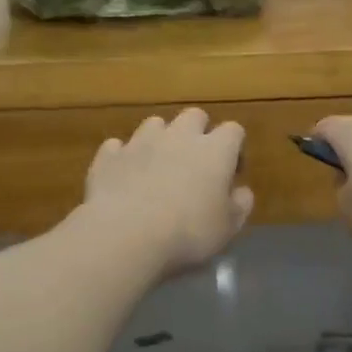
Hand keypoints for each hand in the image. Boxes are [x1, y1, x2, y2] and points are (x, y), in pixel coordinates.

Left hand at [80, 110, 253, 279]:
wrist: (125, 235)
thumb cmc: (188, 233)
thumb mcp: (228, 228)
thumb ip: (240, 205)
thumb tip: (242, 191)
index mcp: (215, 150)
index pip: (234, 130)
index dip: (235, 148)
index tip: (231, 172)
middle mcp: (179, 136)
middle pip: (194, 116)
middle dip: (198, 133)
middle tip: (196, 164)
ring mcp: (140, 142)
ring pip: (155, 124)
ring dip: (160, 139)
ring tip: (158, 167)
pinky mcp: (109, 156)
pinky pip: (118, 147)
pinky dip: (124, 157)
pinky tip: (124, 177)